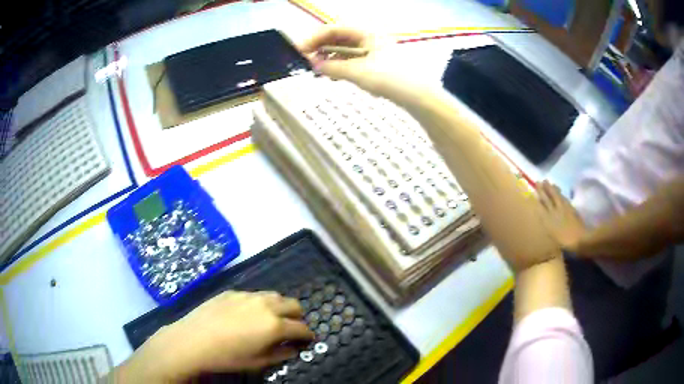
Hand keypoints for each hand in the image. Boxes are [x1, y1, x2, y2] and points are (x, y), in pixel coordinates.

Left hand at [114, 291, 313, 382]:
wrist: (192, 340)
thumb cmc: (227, 357)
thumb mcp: (258, 362)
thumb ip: (281, 354)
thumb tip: (293, 348)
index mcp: (275, 325)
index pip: (302, 328)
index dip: (307, 335)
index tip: (307, 340)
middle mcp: (266, 305)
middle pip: (294, 305)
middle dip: (297, 317)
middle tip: (290, 329)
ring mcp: (248, 296)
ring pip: (274, 295)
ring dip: (279, 307)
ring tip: (270, 319)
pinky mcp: (232, 292)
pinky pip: (254, 294)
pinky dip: (259, 303)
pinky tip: (246, 314)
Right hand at [298, 26, 426, 100]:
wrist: (418, 96)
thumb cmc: (390, 78)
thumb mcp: (358, 72)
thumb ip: (333, 67)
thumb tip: (314, 65)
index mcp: (366, 33)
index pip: (334, 29)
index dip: (315, 39)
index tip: (300, 51)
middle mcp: (370, 38)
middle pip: (339, 38)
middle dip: (322, 48)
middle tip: (306, 60)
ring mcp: (374, 50)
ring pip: (345, 49)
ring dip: (330, 58)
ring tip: (318, 70)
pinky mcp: (377, 63)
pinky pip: (353, 60)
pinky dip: (341, 65)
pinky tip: (333, 75)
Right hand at [536, 181, 586, 252]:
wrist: (581, 239)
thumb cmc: (565, 243)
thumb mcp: (553, 237)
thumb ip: (548, 225)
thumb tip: (543, 216)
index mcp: (548, 221)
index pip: (540, 207)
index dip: (536, 198)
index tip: (532, 191)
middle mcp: (554, 212)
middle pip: (547, 199)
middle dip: (543, 190)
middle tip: (538, 181)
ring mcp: (563, 208)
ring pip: (556, 196)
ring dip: (551, 189)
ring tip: (548, 183)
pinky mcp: (570, 208)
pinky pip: (563, 198)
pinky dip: (560, 194)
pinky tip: (559, 191)